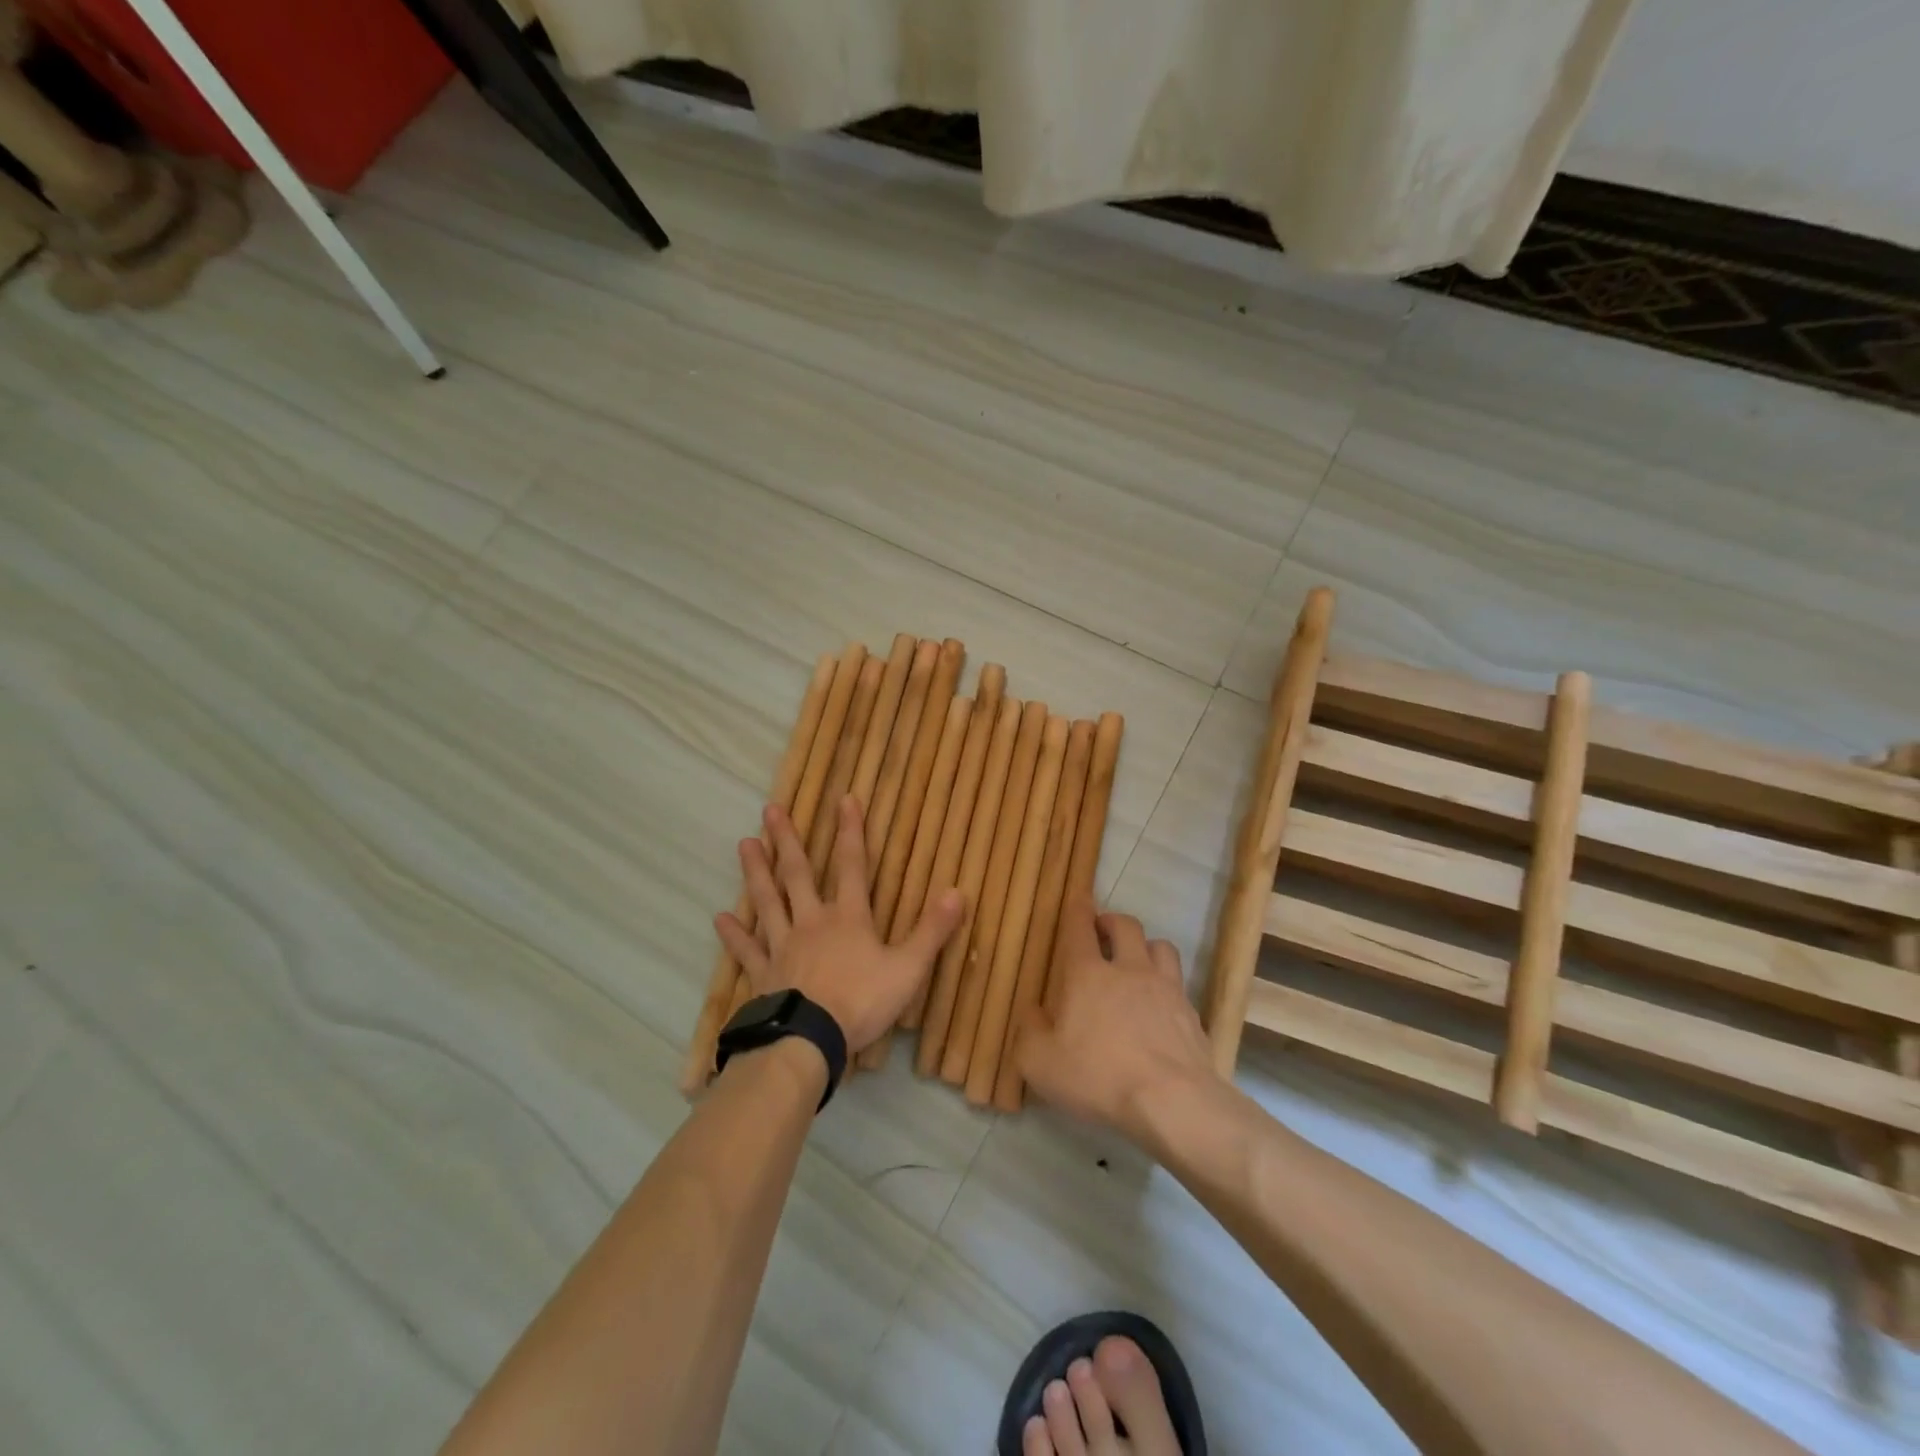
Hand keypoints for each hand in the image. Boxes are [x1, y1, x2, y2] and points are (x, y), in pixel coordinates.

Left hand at [716, 796, 963, 1052]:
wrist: (809, 1040)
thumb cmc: (862, 1002)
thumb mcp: (909, 968)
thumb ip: (932, 931)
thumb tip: (957, 891)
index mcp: (849, 918)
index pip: (853, 865)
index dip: (851, 831)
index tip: (845, 799)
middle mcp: (812, 922)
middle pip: (798, 874)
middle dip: (787, 840)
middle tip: (770, 809)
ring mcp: (784, 946)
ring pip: (768, 901)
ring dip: (756, 873)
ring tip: (744, 844)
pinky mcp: (764, 973)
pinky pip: (747, 950)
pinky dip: (735, 935)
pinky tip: (720, 918)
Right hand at [1012, 896, 1213, 1137]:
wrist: (1172, 1101)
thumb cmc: (1098, 1076)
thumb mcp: (1040, 1062)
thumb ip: (1029, 1030)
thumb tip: (1032, 1011)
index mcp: (1087, 974)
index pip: (1080, 927)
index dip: (1078, 909)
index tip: (1079, 899)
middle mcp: (1128, 969)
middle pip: (1125, 925)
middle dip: (1112, 921)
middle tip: (1103, 932)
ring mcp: (1165, 988)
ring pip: (1160, 946)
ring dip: (1146, 947)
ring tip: (1138, 962)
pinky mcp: (1191, 1012)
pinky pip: (1179, 983)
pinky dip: (1167, 984)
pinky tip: (1161, 1005)